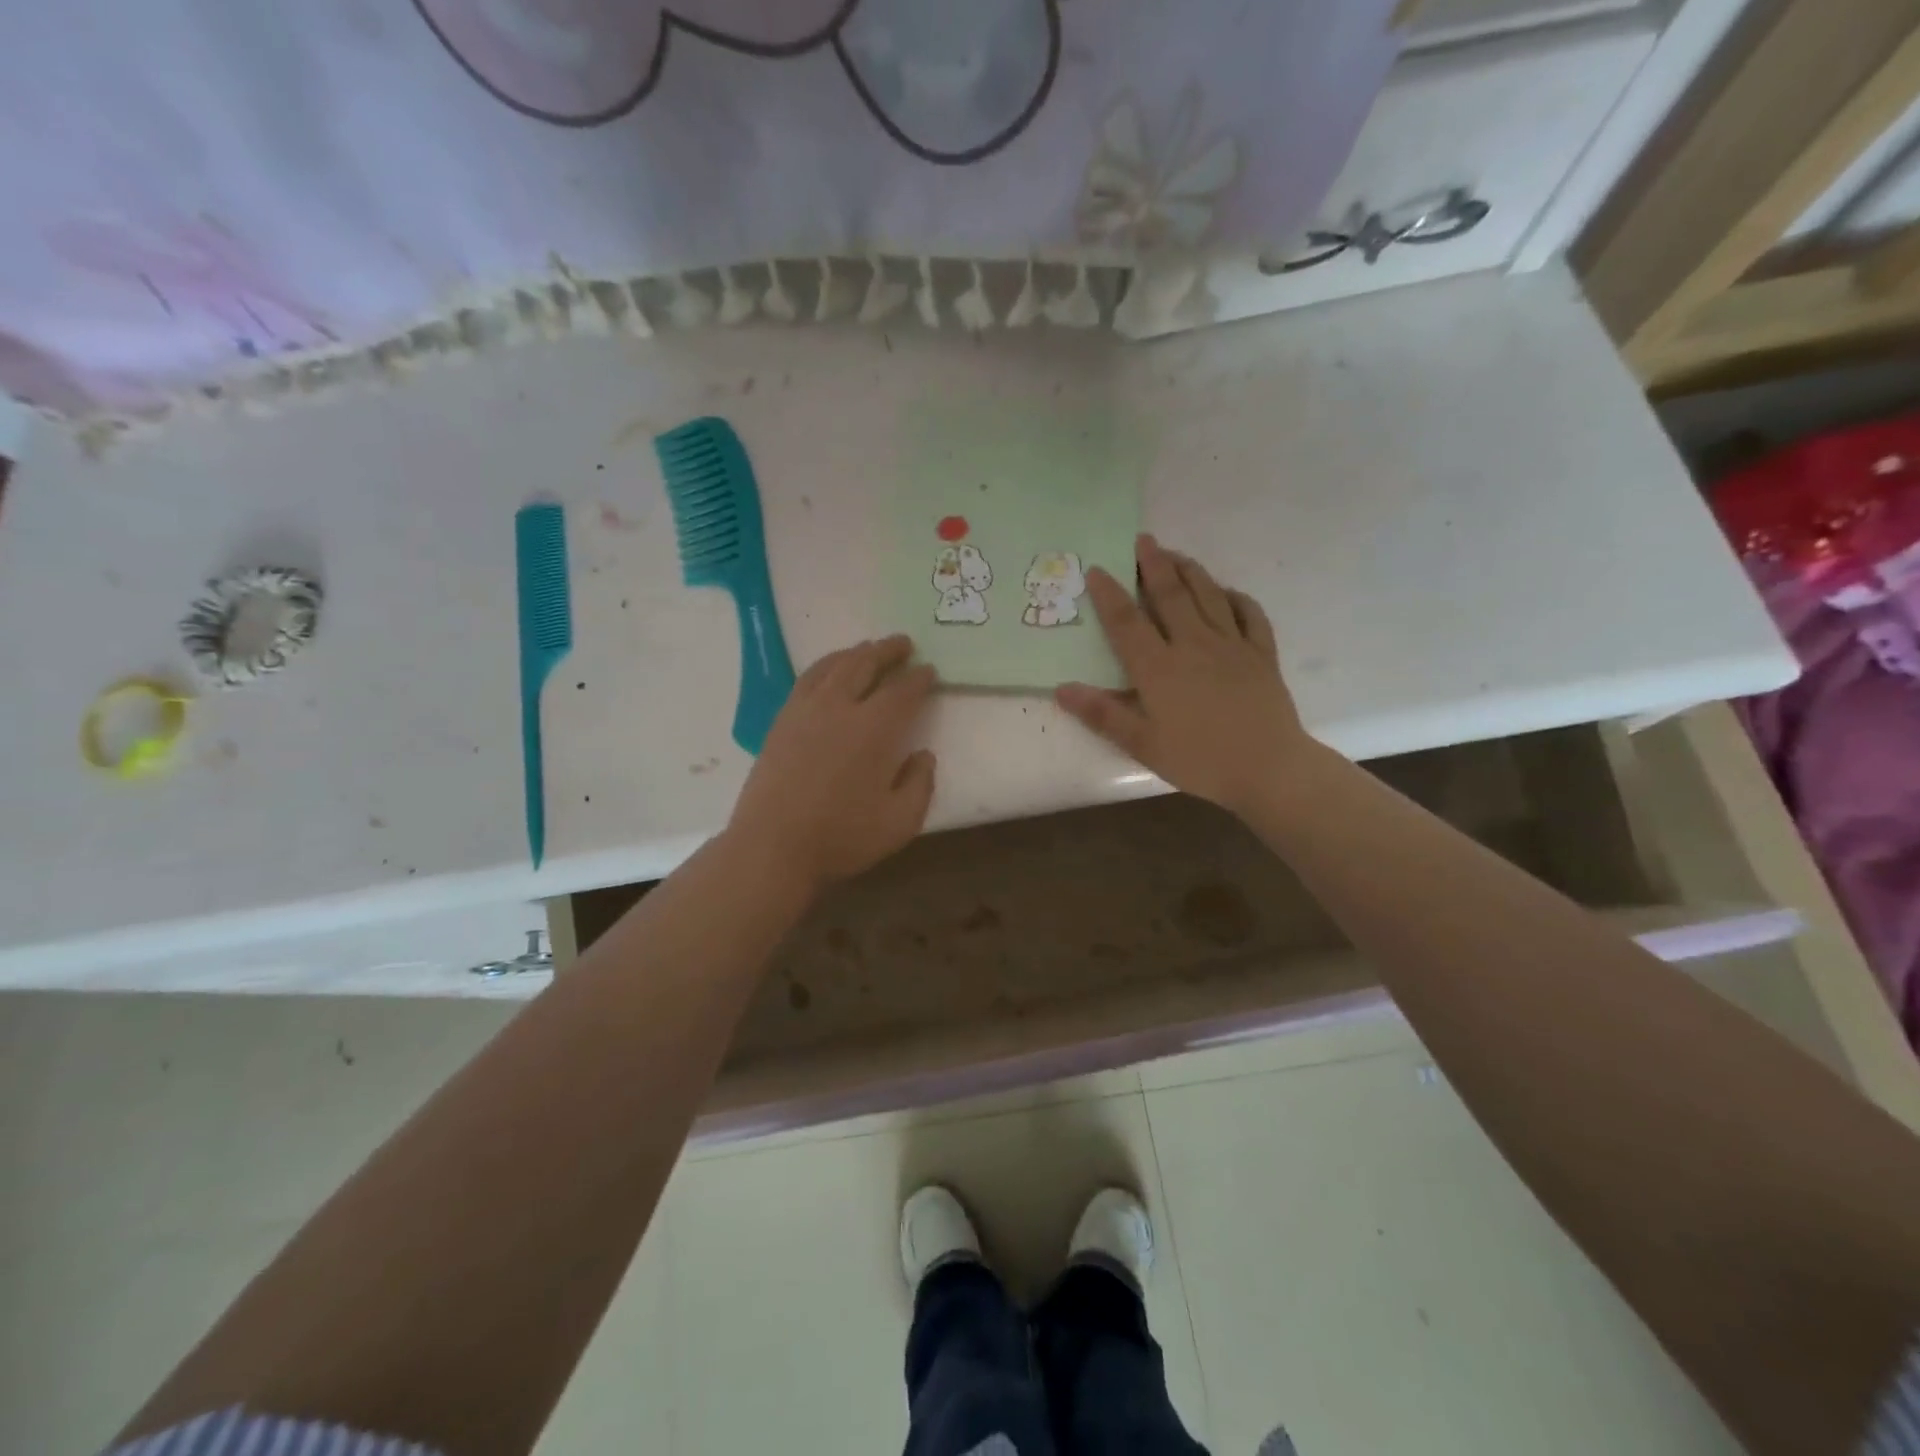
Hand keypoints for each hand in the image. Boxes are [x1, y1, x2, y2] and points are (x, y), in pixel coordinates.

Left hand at [725, 635, 936, 896]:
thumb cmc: (842, 837)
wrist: (772, 846)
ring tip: (870, 648)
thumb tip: (923, 756)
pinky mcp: (782, 720)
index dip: (920, 678)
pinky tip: (831, 671)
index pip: (903, 691)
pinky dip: (827, 665)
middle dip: (889, 651)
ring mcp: (805, 710)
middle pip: (866, 664)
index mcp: (874, 729)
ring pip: (834, 665)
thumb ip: (920, 785)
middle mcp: (839, 708)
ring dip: (857, 652)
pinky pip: (808, 678)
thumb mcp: (900, 823)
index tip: (930, 671)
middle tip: (904, 644)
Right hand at [1056, 534, 1312, 817]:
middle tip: (1143, 540)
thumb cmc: (1200, 760)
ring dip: (1190, 570)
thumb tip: (1062, 689)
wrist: (1268, 768)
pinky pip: (1250, 614)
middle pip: (1170, 595)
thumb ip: (1102, 714)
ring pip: (1208, 596)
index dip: (1109, 594)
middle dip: (1153, 565)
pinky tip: (1227, 592)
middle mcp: (1194, 645)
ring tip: (1175, 554)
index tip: (1097, 569)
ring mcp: (1232, 645)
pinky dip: (1236, 597)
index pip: (1127, 622)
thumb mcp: (1142, 744)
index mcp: (1160, 668)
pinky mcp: (1262, 653)